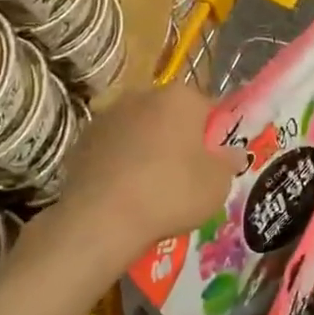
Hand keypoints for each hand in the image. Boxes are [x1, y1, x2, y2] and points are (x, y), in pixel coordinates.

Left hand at [57, 82, 234, 254]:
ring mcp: (107, 116)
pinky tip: (124, 193)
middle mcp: (142, 95)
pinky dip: (120, 163)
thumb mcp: (216, 185)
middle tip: (185, 176)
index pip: (208, 108)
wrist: (100, 219)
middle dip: (178, 139)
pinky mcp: (81, 140)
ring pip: (139, 131)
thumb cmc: (169, 193)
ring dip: (147, 149)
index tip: (213, 163)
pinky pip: (112, 149)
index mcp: (180, 97)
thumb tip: (233, 153)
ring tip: (151, 189)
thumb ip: (228, 163)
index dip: (214, 136)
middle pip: (170, 115)